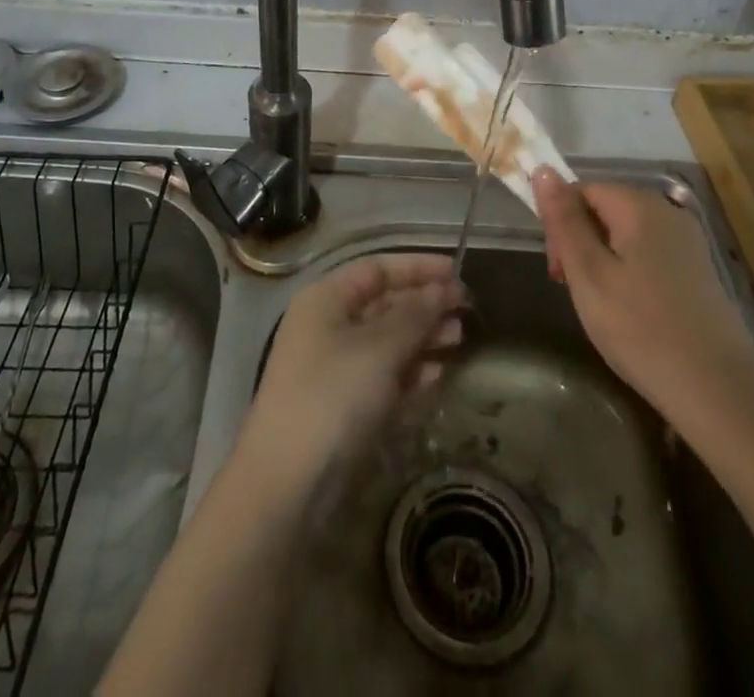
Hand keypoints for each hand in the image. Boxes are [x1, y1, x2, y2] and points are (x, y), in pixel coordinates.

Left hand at [242, 253, 465, 489]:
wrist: (287, 484)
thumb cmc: (332, 396)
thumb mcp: (379, 348)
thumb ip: (415, 314)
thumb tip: (443, 289)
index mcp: (326, 299)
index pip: (377, 269)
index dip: (417, 268)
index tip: (457, 273)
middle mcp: (328, 326)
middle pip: (383, 304)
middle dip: (424, 305)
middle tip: (465, 313)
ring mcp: (335, 368)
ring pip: (387, 342)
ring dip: (423, 338)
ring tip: (459, 341)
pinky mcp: (344, 407)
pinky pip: (384, 377)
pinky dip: (411, 373)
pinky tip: (438, 376)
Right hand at [534, 170, 753, 422]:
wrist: (718, 391)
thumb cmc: (640, 329)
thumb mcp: (588, 273)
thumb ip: (564, 220)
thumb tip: (542, 169)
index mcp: (639, 205)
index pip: (582, 190)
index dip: (561, 224)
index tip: (558, 271)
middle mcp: (668, 212)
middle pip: (605, 209)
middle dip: (581, 243)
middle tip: (576, 291)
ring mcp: (688, 241)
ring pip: (626, 234)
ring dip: (603, 261)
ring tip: (602, 306)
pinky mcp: (699, 270)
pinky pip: (649, 254)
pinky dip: (629, 274)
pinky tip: (631, 312)